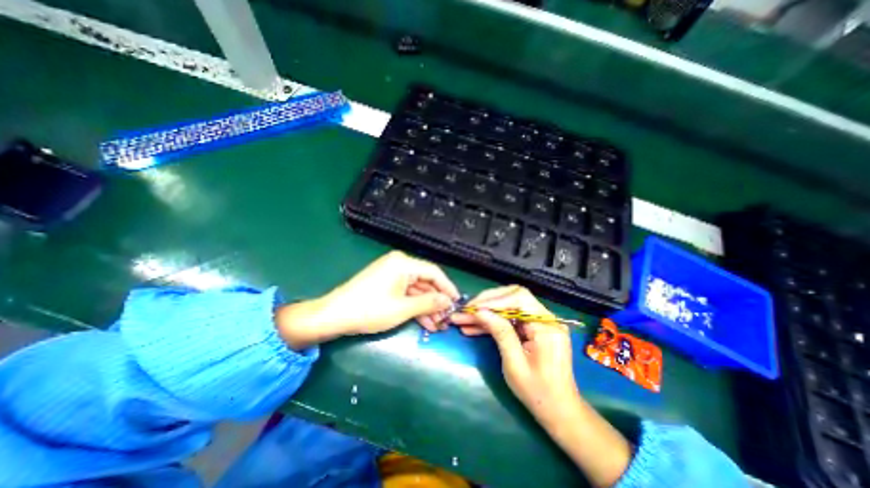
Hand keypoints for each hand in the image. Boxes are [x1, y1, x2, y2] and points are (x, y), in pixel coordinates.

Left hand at [277, 252, 461, 350]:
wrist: (334, 316)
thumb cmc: (370, 310)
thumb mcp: (403, 308)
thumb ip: (429, 302)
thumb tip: (448, 301)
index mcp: (403, 263)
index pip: (434, 272)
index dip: (447, 288)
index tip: (457, 302)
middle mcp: (399, 264)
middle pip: (425, 282)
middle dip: (436, 302)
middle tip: (447, 319)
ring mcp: (391, 274)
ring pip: (416, 290)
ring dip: (426, 307)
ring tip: (438, 325)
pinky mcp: (386, 284)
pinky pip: (405, 294)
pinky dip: (414, 307)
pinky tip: (425, 322)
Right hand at [455, 286, 633, 487]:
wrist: (559, 411)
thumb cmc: (538, 392)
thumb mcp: (515, 364)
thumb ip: (500, 333)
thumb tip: (480, 311)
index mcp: (546, 326)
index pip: (519, 298)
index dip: (494, 300)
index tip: (473, 309)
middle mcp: (545, 318)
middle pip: (512, 297)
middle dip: (487, 303)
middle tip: (466, 311)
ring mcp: (538, 323)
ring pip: (507, 307)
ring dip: (485, 313)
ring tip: (462, 320)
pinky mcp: (532, 329)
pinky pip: (509, 319)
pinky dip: (492, 322)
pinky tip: (473, 328)